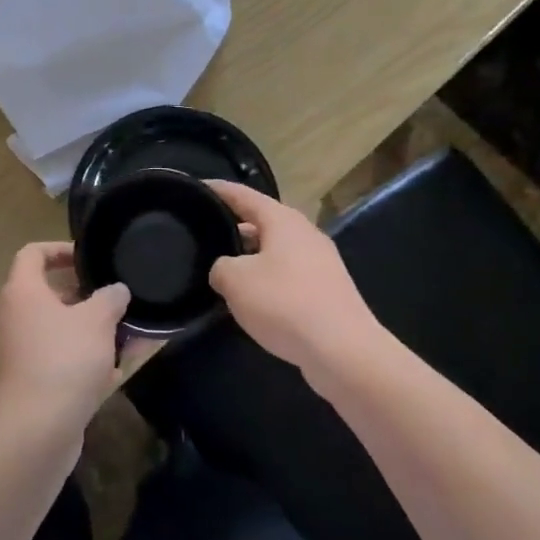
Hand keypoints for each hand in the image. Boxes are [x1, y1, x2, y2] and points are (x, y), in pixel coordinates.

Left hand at [0, 243, 137, 441]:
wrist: (38, 429)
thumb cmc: (65, 359)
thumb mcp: (97, 320)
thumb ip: (110, 298)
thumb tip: (116, 291)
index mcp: (23, 292)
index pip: (33, 253)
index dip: (60, 249)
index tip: (88, 258)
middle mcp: (15, 316)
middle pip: (49, 293)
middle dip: (86, 296)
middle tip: (115, 299)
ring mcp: (21, 351)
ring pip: (60, 329)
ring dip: (91, 330)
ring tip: (126, 335)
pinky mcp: (32, 380)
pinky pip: (62, 358)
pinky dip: (86, 360)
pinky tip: (116, 372)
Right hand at [206, 181, 382, 373]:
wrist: (344, 351)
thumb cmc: (285, 303)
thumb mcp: (235, 281)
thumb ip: (220, 267)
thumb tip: (225, 269)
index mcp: (282, 220)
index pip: (243, 195)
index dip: (218, 190)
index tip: (196, 188)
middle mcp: (304, 233)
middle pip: (262, 222)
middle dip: (233, 227)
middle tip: (204, 235)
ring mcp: (320, 262)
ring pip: (275, 251)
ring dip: (250, 258)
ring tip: (222, 270)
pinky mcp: (327, 291)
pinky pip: (288, 275)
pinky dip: (267, 281)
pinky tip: (252, 300)